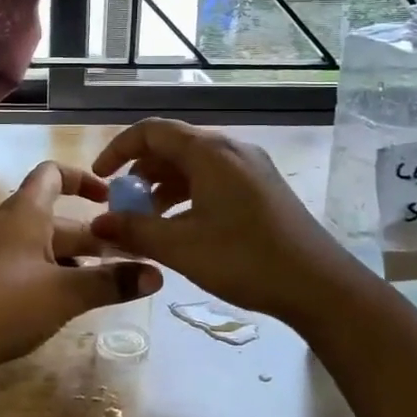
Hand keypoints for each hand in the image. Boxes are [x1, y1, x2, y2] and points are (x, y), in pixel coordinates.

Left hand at [0, 161, 161, 375]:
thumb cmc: (7, 304)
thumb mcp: (66, 292)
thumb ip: (112, 282)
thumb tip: (157, 275)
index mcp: (26, 212)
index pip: (53, 174)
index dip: (83, 178)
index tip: (111, 199)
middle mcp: (8, 224)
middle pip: (55, 216)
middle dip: (91, 234)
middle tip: (127, 257)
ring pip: (42, 244)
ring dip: (74, 258)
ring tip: (106, 281)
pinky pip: (27, 264)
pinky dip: (52, 273)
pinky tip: (69, 300)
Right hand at [89, 119, 368, 324]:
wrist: (319, 285)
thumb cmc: (245, 260)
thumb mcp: (181, 247)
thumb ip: (134, 231)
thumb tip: (98, 224)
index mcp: (209, 152)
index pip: (152, 131)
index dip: (119, 149)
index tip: (100, 178)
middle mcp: (231, 148)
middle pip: (174, 146)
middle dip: (141, 173)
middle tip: (124, 206)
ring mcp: (251, 166)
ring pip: (195, 164)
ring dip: (165, 187)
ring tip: (149, 221)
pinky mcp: (263, 186)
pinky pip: (214, 178)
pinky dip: (189, 194)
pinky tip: (183, 227)